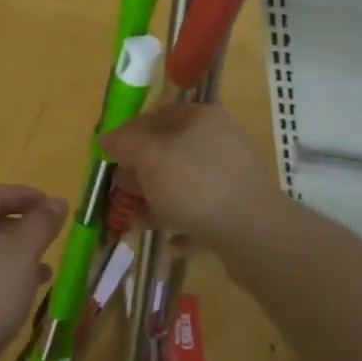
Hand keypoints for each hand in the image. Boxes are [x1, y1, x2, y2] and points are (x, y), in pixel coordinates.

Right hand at [102, 103, 279, 250]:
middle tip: (119, 195)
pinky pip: (203, 214)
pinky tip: (170, 243)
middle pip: (170, 152)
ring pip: (184, 185)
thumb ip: (125, 146)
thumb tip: (106, 139)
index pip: (156, 117)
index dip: (128, 135)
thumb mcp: (151, 158)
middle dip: (141, 174)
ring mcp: (232, 176)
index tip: (107, 158)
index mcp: (201, 118)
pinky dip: (184, 225)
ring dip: (157, 203)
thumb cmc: (195, 185)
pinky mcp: (239, 210)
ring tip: (135, 225)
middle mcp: (219, 140)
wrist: (254, 233)